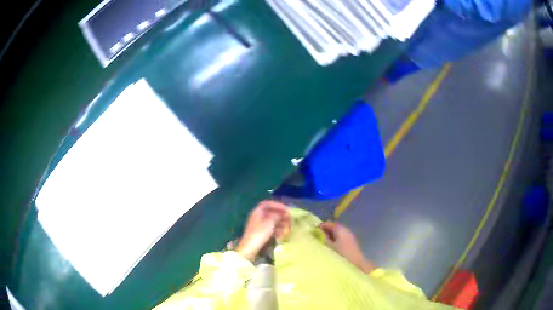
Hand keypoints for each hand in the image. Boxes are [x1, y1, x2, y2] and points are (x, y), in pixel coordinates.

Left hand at [236, 201, 290, 260]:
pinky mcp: (260, 233)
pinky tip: (282, 235)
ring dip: (281, 224)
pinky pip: (270, 229)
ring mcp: (259, 225)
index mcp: (257, 212)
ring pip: (272, 221)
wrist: (250, 248)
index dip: (277, 205)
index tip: (286, 209)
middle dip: (281, 216)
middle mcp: (258, 217)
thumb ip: (277, 216)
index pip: (268, 204)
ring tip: (288, 228)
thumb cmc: (259, 233)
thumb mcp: (270, 223)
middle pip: (271, 213)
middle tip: (289, 219)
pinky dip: (277, 230)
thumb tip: (281, 214)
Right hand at [320, 222, 374, 272]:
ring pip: (337, 233)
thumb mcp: (328, 246)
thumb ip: (322, 238)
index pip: (328, 223)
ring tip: (322, 244)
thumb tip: (317, 232)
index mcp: (340, 229)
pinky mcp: (351, 243)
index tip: (312, 232)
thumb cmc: (341, 255)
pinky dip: (334, 241)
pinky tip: (330, 248)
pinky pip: (340, 238)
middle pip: (333, 227)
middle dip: (324, 232)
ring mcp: (349, 236)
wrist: (357, 265)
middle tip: (316, 239)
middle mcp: (346, 230)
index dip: (320, 226)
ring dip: (329, 237)